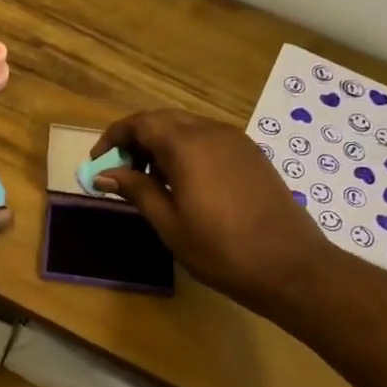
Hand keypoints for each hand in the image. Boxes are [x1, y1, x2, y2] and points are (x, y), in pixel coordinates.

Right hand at [93, 110, 327, 316]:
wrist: (289, 266)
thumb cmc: (220, 249)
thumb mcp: (168, 223)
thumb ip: (136, 190)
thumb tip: (103, 174)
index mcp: (187, 145)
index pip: (140, 123)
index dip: (113, 138)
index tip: (97, 163)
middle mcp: (211, 132)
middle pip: (163, 120)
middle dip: (136, 140)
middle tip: (121, 173)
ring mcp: (236, 141)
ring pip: (187, 128)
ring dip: (161, 146)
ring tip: (150, 183)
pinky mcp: (251, 155)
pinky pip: (208, 140)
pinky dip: (186, 151)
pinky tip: (184, 184)